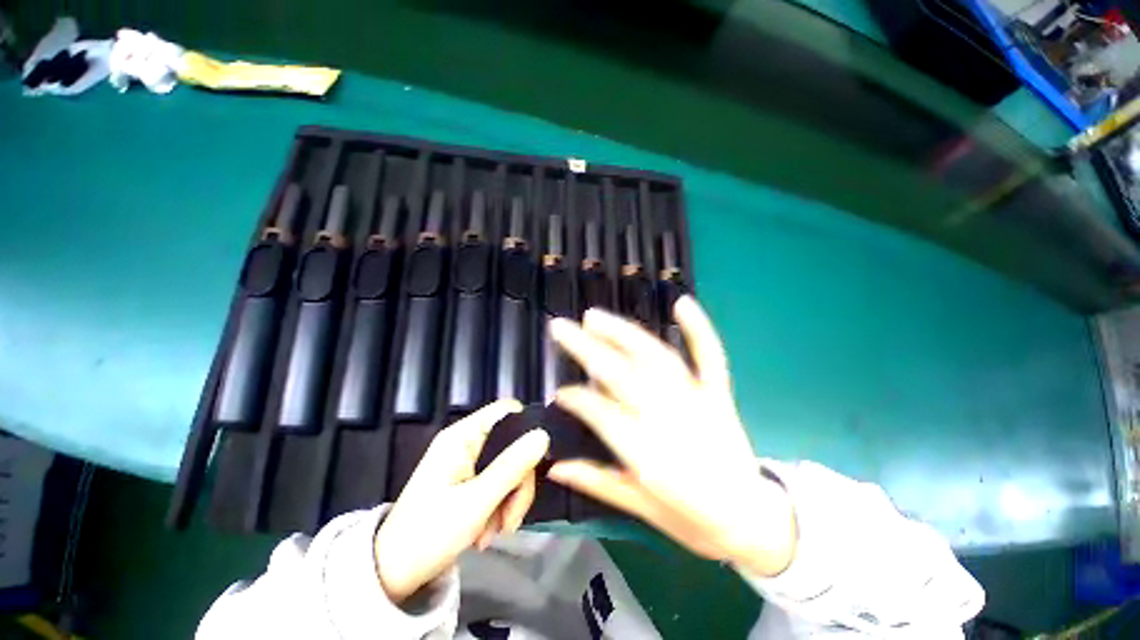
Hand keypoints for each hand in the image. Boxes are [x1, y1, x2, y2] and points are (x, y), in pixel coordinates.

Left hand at [374, 400, 549, 602]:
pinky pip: (500, 482)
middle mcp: (467, 442)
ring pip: (510, 466)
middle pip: (513, 444)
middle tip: (512, 518)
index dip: (527, 428)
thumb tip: (544, 436)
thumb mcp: (476, 502)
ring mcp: (469, 462)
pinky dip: (501, 506)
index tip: (537, 461)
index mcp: (463, 436)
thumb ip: (512, 466)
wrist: (392, 575)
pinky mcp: (470, 481)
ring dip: (510, 499)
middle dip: (518, 481)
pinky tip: (489, 531)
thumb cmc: (429, 534)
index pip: (507, 411)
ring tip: (496, 531)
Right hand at [547, 296, 795, 576]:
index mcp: (648, 457)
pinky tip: (681, 303)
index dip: (576, 398)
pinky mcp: (720, 396)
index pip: (601, 414)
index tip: (559, 391)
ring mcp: (699, 403)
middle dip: (587, 349)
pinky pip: (711, 358)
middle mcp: (670, 422)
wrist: (752, 521)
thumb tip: (554, 466)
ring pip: (655, 358)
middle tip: (561, 328)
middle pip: (621, 376)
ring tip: (595, 317)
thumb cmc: (693, 521)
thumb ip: (597, 481)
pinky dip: (699, 329)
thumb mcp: (642, 511)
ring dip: (623, 334)